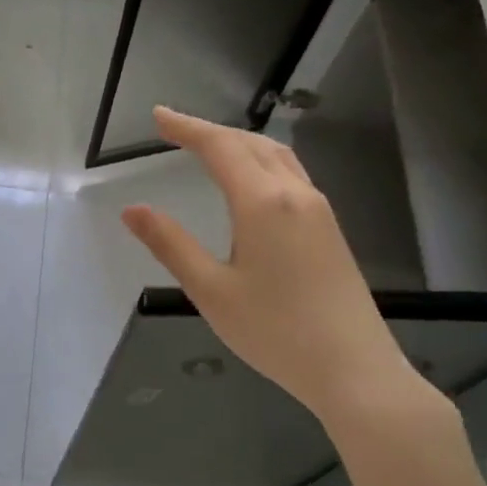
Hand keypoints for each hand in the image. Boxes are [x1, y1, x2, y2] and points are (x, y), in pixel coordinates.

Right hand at [121, 107, 426, 426]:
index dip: (186, 128)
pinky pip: (291, 176)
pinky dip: (261, 162)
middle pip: (251, 144)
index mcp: (263, 203)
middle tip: (174, 129)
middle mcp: (295, 195)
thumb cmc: (274, 331)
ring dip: (239, 143)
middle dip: (211, 130)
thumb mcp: (210, 290)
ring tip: (208, 147)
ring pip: (277, 157)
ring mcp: (319, 211)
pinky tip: (251, 182)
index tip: (157, 116)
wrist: (354, 369)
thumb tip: (132, 210)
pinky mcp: (330, 230)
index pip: (220, 148)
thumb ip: (171, 244)